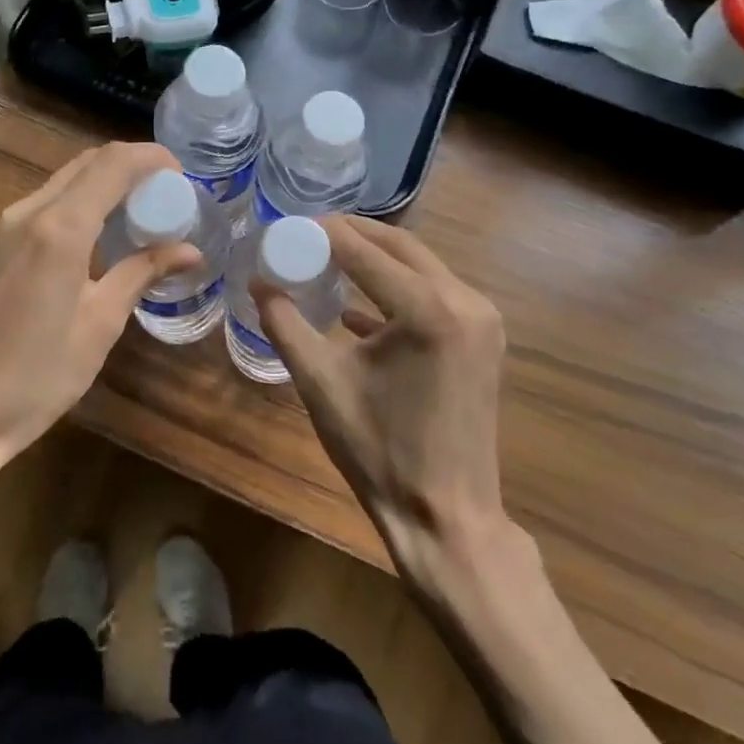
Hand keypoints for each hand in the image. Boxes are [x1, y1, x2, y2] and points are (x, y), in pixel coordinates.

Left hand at [0, 142, 198, 516]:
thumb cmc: (34, 376)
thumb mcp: (99, 325)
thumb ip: (141, 274)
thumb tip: (189, 250)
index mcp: (59, 228)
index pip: (113, 163)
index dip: (152, 158)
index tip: (182, 175)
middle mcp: (26, 214)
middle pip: (86, 164)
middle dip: (130, 168)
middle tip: (166, 196)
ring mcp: (1, 229)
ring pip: (62, 184)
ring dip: (103, 186)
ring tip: (138, 217)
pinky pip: (42, 207)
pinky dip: (77, 206)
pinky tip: (96, 240)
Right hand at [257, 215, 508, 575]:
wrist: (446, 516)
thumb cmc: (379, 452)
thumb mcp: (320, 383)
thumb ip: (285, 324)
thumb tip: (259, 283)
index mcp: (428, 308)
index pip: (363, 249)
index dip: (321, 233)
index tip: (286, 227)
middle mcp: (465, 300)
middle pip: (400, 246)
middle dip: (350, 236)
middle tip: (305, 236)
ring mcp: (483, 319)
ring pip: (420, 266)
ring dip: (375, 259)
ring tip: (325, 260)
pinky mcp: (485, 339)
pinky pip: (435, 294)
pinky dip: (397, 291)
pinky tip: (357, 309)